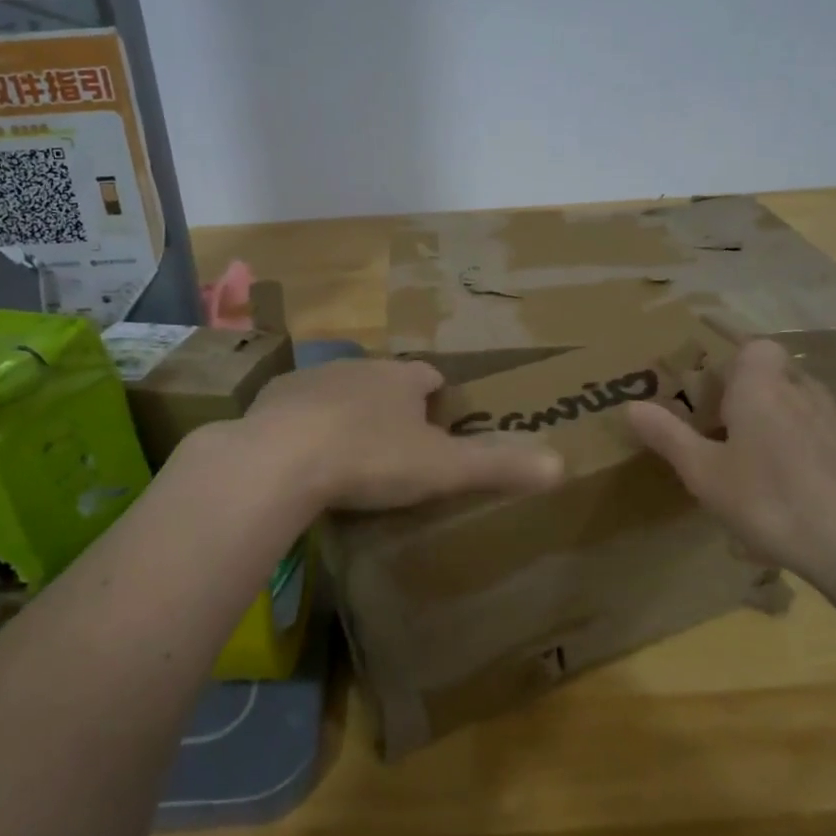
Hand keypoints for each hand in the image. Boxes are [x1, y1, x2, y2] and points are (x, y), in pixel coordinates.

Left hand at [238, 357, 564, 513]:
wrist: (282, 458)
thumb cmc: (372, 458)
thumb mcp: (443, 469)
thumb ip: (500, 466)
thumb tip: (561, 465)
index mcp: (401, 378)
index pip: (430, 377)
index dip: (438, 398)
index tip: (440, 426)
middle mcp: (359, 367)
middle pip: (384, 381)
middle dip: (392, 405)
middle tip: (397, 447)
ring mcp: (312, 379)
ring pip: (340, 390)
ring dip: (348, 412)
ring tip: (350, 454)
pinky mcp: (273, 399)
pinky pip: (298, 408)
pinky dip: (307, 425)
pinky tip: (304, 458)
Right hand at [627, 338, 835, 592]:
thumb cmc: (772, 500)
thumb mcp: (705, 474)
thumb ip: (668, 436)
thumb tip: (629, 405)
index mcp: (762, 387)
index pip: (755, 347)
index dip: (736, 363)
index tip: (716, 393)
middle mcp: (806, 392)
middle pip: (780, 376)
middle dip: (758, 396)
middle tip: (733, 432)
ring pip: (808, 408)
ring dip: (788, 425)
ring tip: (767, 468)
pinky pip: (831, 440)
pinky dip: (815, 454)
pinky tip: (805, 495)